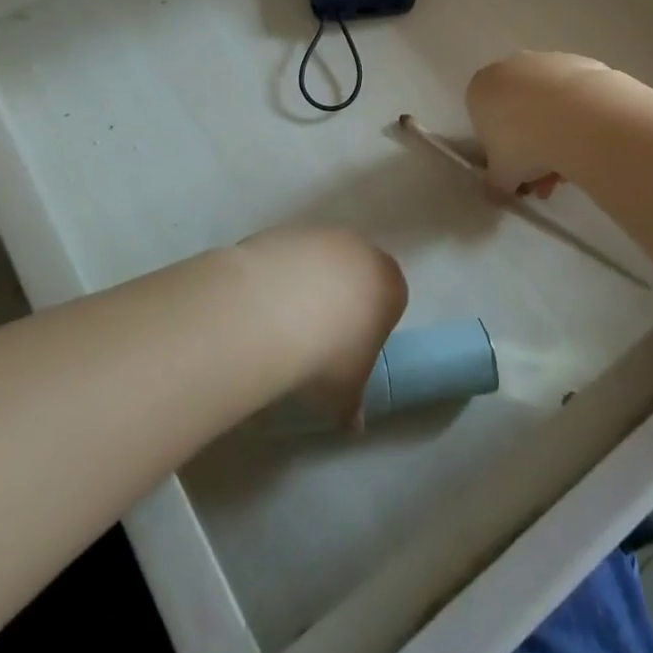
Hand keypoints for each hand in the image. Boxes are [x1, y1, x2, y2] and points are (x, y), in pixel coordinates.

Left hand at [236, 224, 407, 427]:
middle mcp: (360, 248)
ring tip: (282, 322)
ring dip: (307, 284)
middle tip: (317, 337)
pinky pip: (287, 256)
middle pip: (355, 273)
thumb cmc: (328, 353)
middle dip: (341, 299)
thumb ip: (353, 403)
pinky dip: (279, 275)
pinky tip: (261, 303)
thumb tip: (353, 423)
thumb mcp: (346, 391)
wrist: (272, 309)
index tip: (349, 351)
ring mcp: (321, 234)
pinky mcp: (284, 230)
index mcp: (388, 283)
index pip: (390, 300)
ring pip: (320, 261)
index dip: (371, 326)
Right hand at [465, 52, 613, 199]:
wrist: (578, 117)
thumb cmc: (525, 144)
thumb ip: (494, 184)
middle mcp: (509, 68)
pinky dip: (578, 119)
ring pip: (546, 106)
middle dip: (531, 149)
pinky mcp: (579, 62)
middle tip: (546, 180)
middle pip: (517, 113)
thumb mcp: (501, 176)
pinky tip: (590, 143)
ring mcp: (545, 62)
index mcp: (480, 89)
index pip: (483, 122)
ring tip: (574, 170)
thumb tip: (495, 193)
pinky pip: (573, 98)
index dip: (499, 152)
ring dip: (555, 137)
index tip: (516, 173)